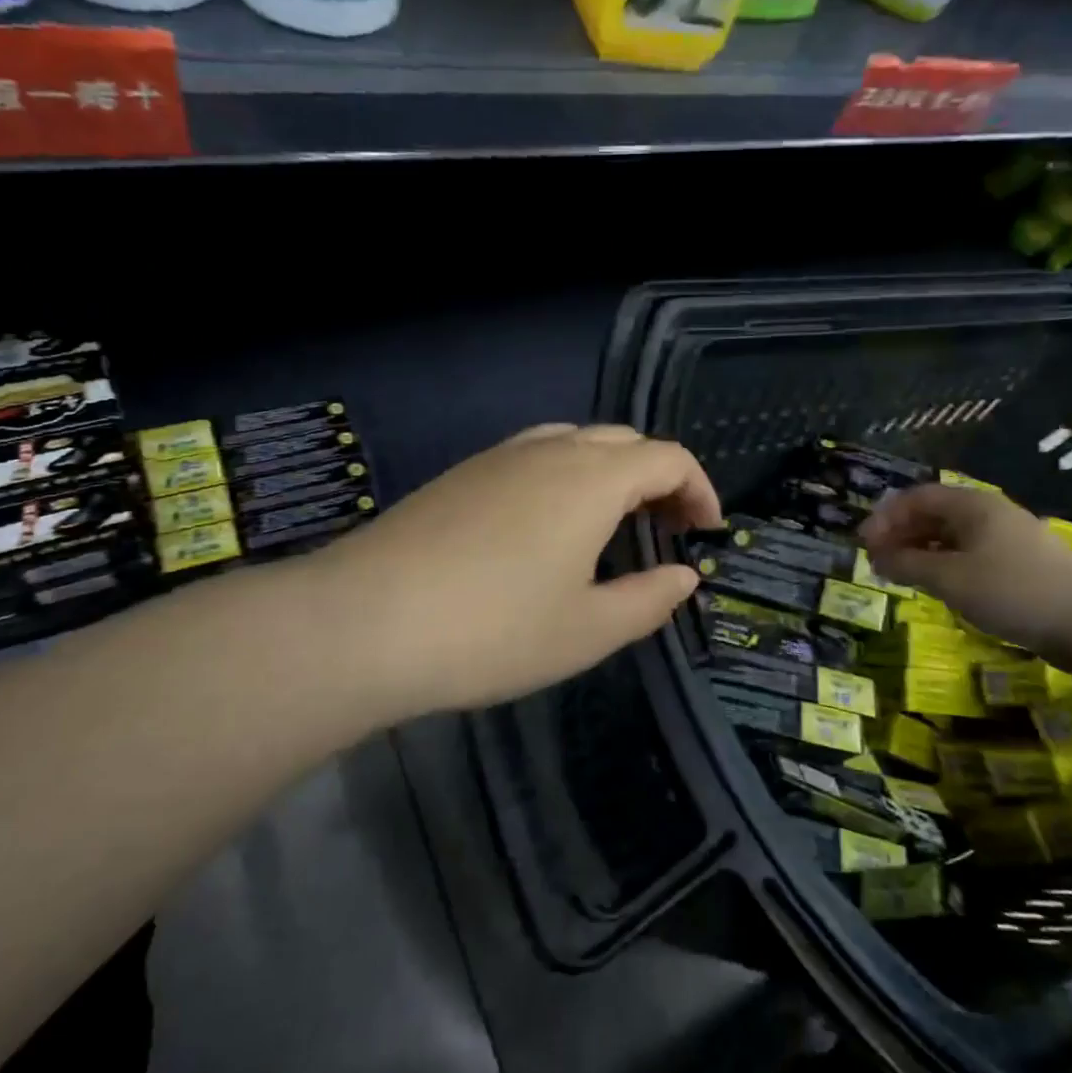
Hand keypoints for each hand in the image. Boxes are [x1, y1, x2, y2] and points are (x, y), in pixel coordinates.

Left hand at [309, 424, 722, 720]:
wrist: (364, 622)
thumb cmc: (493, 631)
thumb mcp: (587, 630)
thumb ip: (649, 600)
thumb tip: (685, 576)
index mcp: (592, 479)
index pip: (667, 457)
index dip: (699, 488)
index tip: (707, 531)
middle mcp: (550, 450)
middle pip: (624, 441)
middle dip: (659, 477)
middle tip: (668, 529)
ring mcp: (500, 457)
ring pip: (576, 441)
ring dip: (611, 472)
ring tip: (614, 522)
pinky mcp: (462, 473)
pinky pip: (534, 454)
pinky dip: (566, 475)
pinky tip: (549, 524)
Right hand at [859, 484, 1071, 657]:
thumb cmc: (1013, 591)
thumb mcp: (949, 578)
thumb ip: (907, 564)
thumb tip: (876, 557)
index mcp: (973, 506)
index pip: (917, 497)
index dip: (885, 516)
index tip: (863, 544)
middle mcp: (991, 514)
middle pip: (935, 514)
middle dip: (901, 533)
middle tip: (877, 561)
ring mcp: (1010, 539)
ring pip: (953, 536)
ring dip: (922, 551)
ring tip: (902, 574)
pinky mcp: (1022, 566)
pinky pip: (971, 554)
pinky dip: (945, 564)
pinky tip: (939, 585)